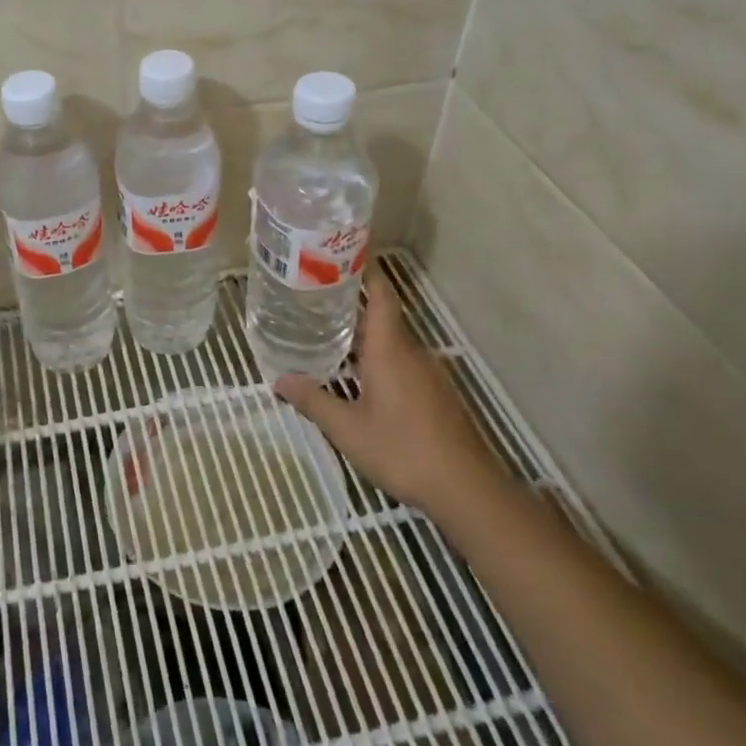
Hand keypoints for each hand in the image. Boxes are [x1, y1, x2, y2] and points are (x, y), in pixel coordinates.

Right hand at [273, 270, 501, 516]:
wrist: (466, 489)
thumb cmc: (402, 449)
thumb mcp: (347, 429)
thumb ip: (313, 401)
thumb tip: (279, 381)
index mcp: (390, 350)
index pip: (383, 296)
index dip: (367, 272)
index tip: (344, 257)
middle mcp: (413, 353)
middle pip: (384, 318)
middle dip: (353, 307)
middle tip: (317, 302)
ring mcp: (429, 374)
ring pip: (393, 344)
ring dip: (366, 337)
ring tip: (332, 339)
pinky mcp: (438, 395)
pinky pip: (404, 364)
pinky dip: (381, 360)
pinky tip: (362, 380)